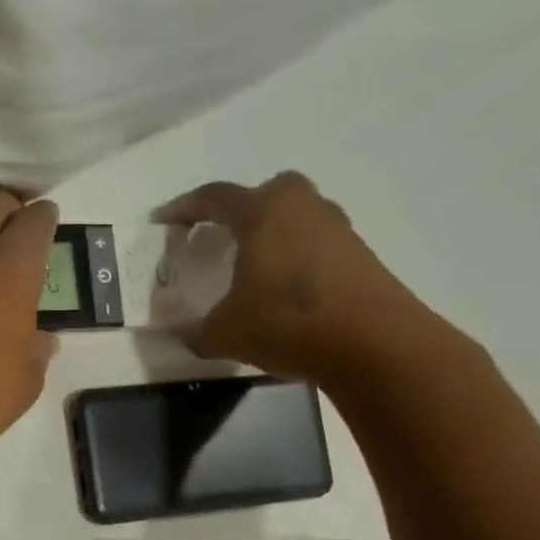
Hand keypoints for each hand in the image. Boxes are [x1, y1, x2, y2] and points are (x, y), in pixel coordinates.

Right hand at [159, 172, 445, 388]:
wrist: (376, 344)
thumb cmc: (287, 323)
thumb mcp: (225, 334)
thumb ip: (198, 331)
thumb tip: (187, 335)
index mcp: (262, 212)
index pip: (213, 198)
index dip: (183, 208)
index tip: (163, 221)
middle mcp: (301, 207)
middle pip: (264, 194)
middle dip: (238, 211)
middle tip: (219, 238)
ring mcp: (337, 228)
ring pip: (294, 218)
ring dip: (272, 236)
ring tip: (253, 268)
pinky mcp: (360, 254)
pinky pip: (315, 244)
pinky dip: (296, 259)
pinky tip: (286, 291)